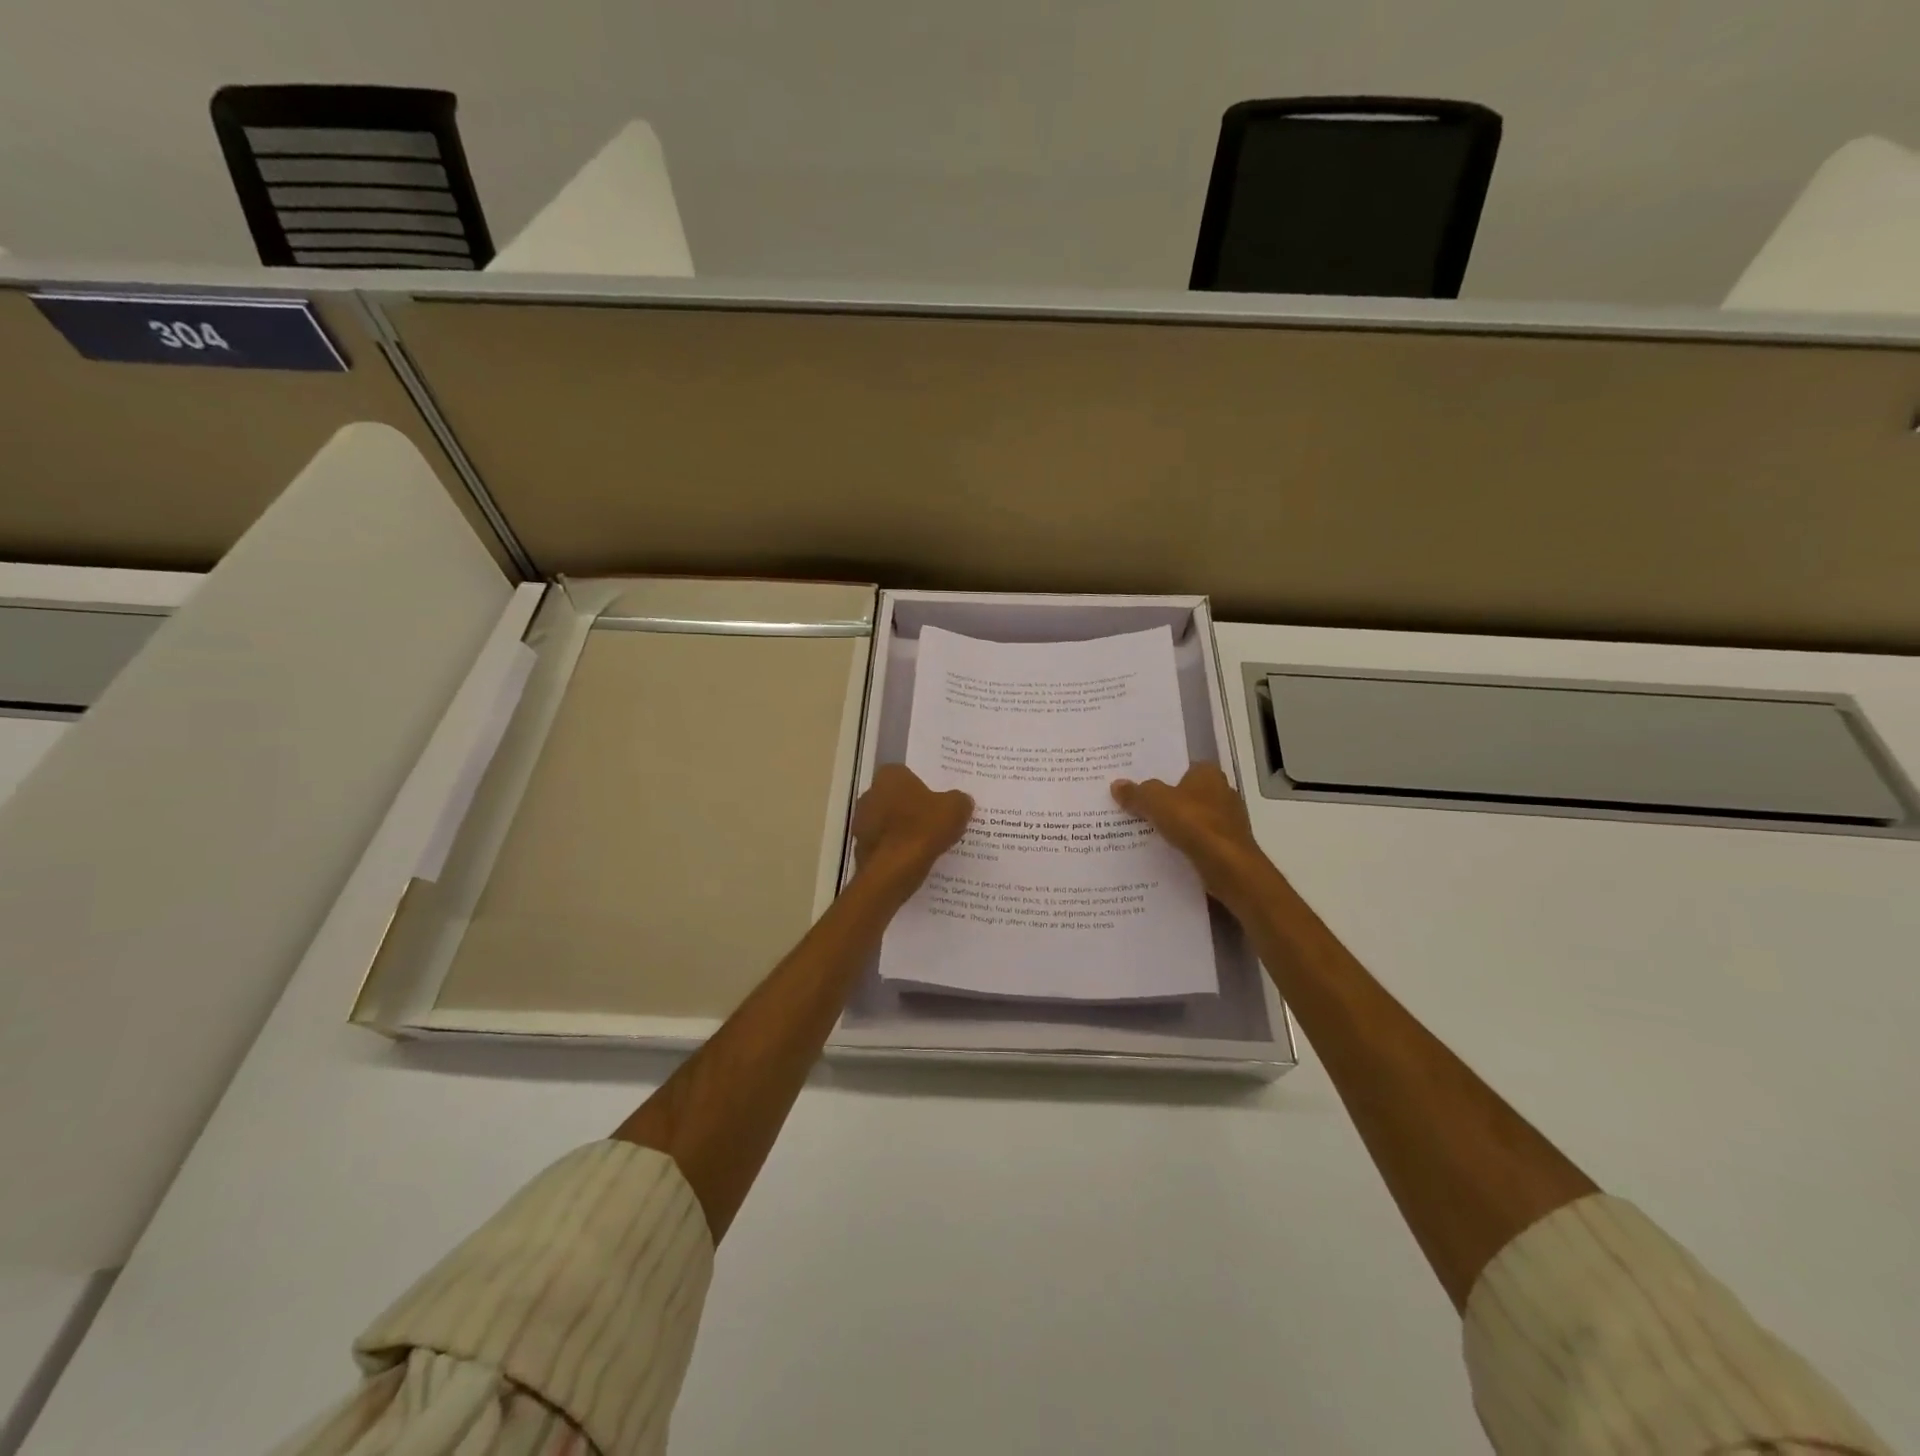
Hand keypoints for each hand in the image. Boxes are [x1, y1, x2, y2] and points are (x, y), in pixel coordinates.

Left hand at [852, 765, 973, 892]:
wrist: (893, 870)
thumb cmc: (923, 829)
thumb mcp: (956, 809)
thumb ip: (959, 800)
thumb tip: (961, 800)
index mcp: (890, 776)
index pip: (906, 774)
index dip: (923, 787)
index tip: (937, 800)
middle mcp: (870, 794)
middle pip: (895, 798)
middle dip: (911, 808)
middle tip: (935, 821)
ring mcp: (861, 822)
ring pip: (887, 822)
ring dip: (902, 830)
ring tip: (927, 843)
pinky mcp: (860, 848)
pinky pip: (884, 845)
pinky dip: (896, 850)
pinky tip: (913, 860)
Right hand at [1111, 763, 1276, 911]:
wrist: (1227, 866)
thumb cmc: (1193, 822)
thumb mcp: (1155, 802)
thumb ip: (1136, 793)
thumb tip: (1116, 785)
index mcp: (1208, 774)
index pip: (1181, 767)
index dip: (1160, 775)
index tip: (1139, 786)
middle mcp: (1222, 792)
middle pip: (1185, 794)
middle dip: (1165, 802)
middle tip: (1135, 808)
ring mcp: (1228, 820)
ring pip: (1192, 818)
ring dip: (1174, 825)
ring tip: (1143, 832)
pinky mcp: (1228, 845)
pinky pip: (1198, 840)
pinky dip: (1184, 844)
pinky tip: (1164, 852)